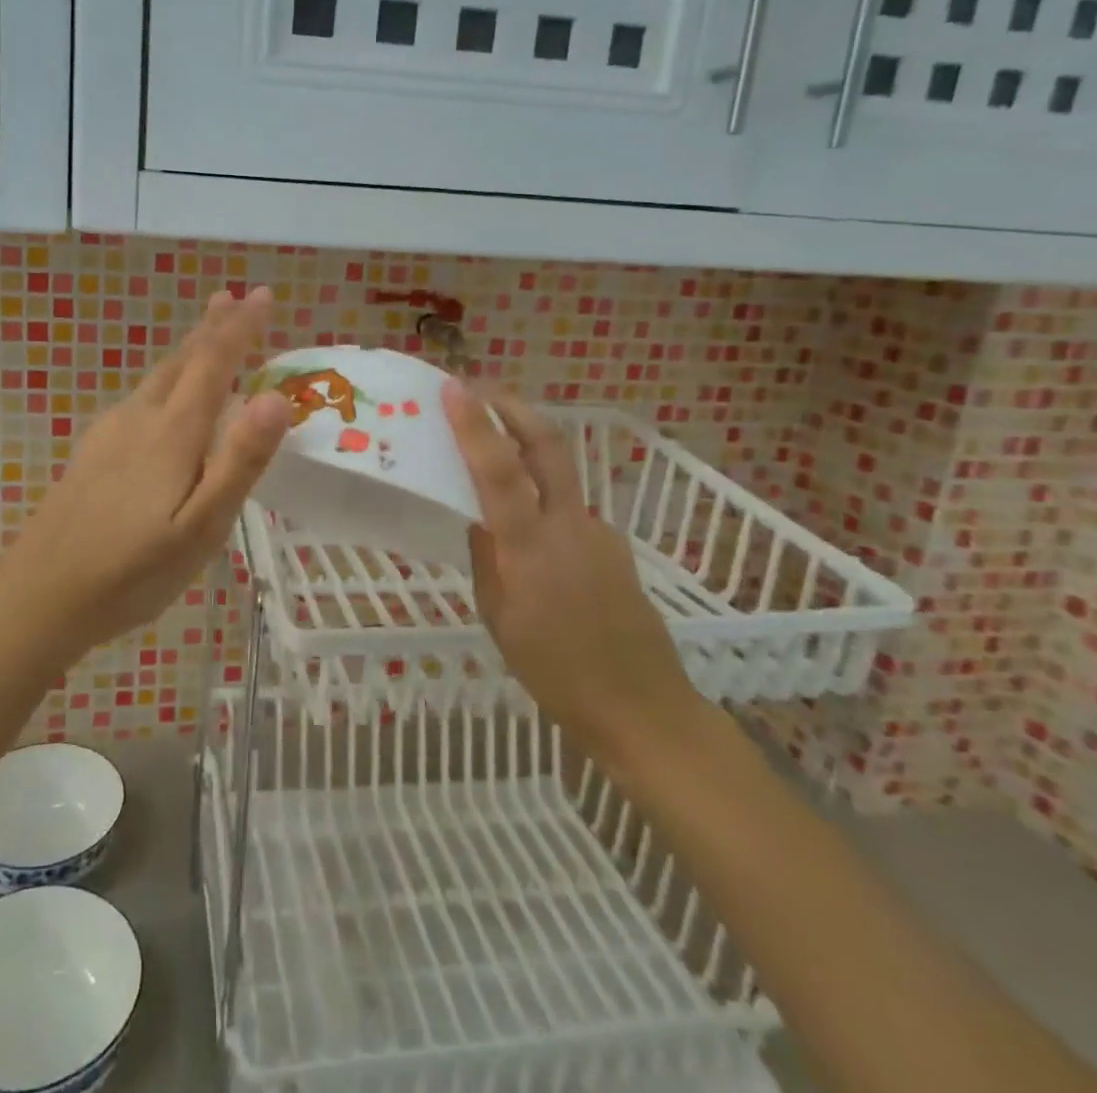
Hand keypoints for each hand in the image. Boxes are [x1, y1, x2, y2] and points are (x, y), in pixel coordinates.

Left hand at [0, 287, 289, 657]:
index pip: (213, 364)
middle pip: (180, 362)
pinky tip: (160, 398)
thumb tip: (276, 397)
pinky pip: (139, 399)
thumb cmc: (130, 572)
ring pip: (156, 379)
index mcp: (170, 434)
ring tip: (206, 336)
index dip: (240, 328)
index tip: (261, 295)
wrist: (39, 597)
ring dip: (187, 352)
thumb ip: (239, 463)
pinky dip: (164, 381)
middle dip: (211, 328)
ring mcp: (108, 434)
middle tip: (233, 297)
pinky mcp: (91, 453)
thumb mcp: (200, 529)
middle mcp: (138, 420)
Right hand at [440, 382, 703, 762]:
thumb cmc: (555, 672)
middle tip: (482, 390)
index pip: (498, 470)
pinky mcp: (614, 547)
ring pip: (558, 476)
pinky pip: (568, 512)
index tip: (454, 389)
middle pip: (547, 446)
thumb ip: (487, 559)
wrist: (642, 708)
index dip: (475, 425)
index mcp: (530, 547)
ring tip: (494, 458)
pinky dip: (543, 503)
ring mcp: (598, 532)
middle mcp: (569, 526)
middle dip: (514, 408)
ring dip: (527, 451)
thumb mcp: (499, 618)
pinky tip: (532, 538)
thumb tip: (479, 520)